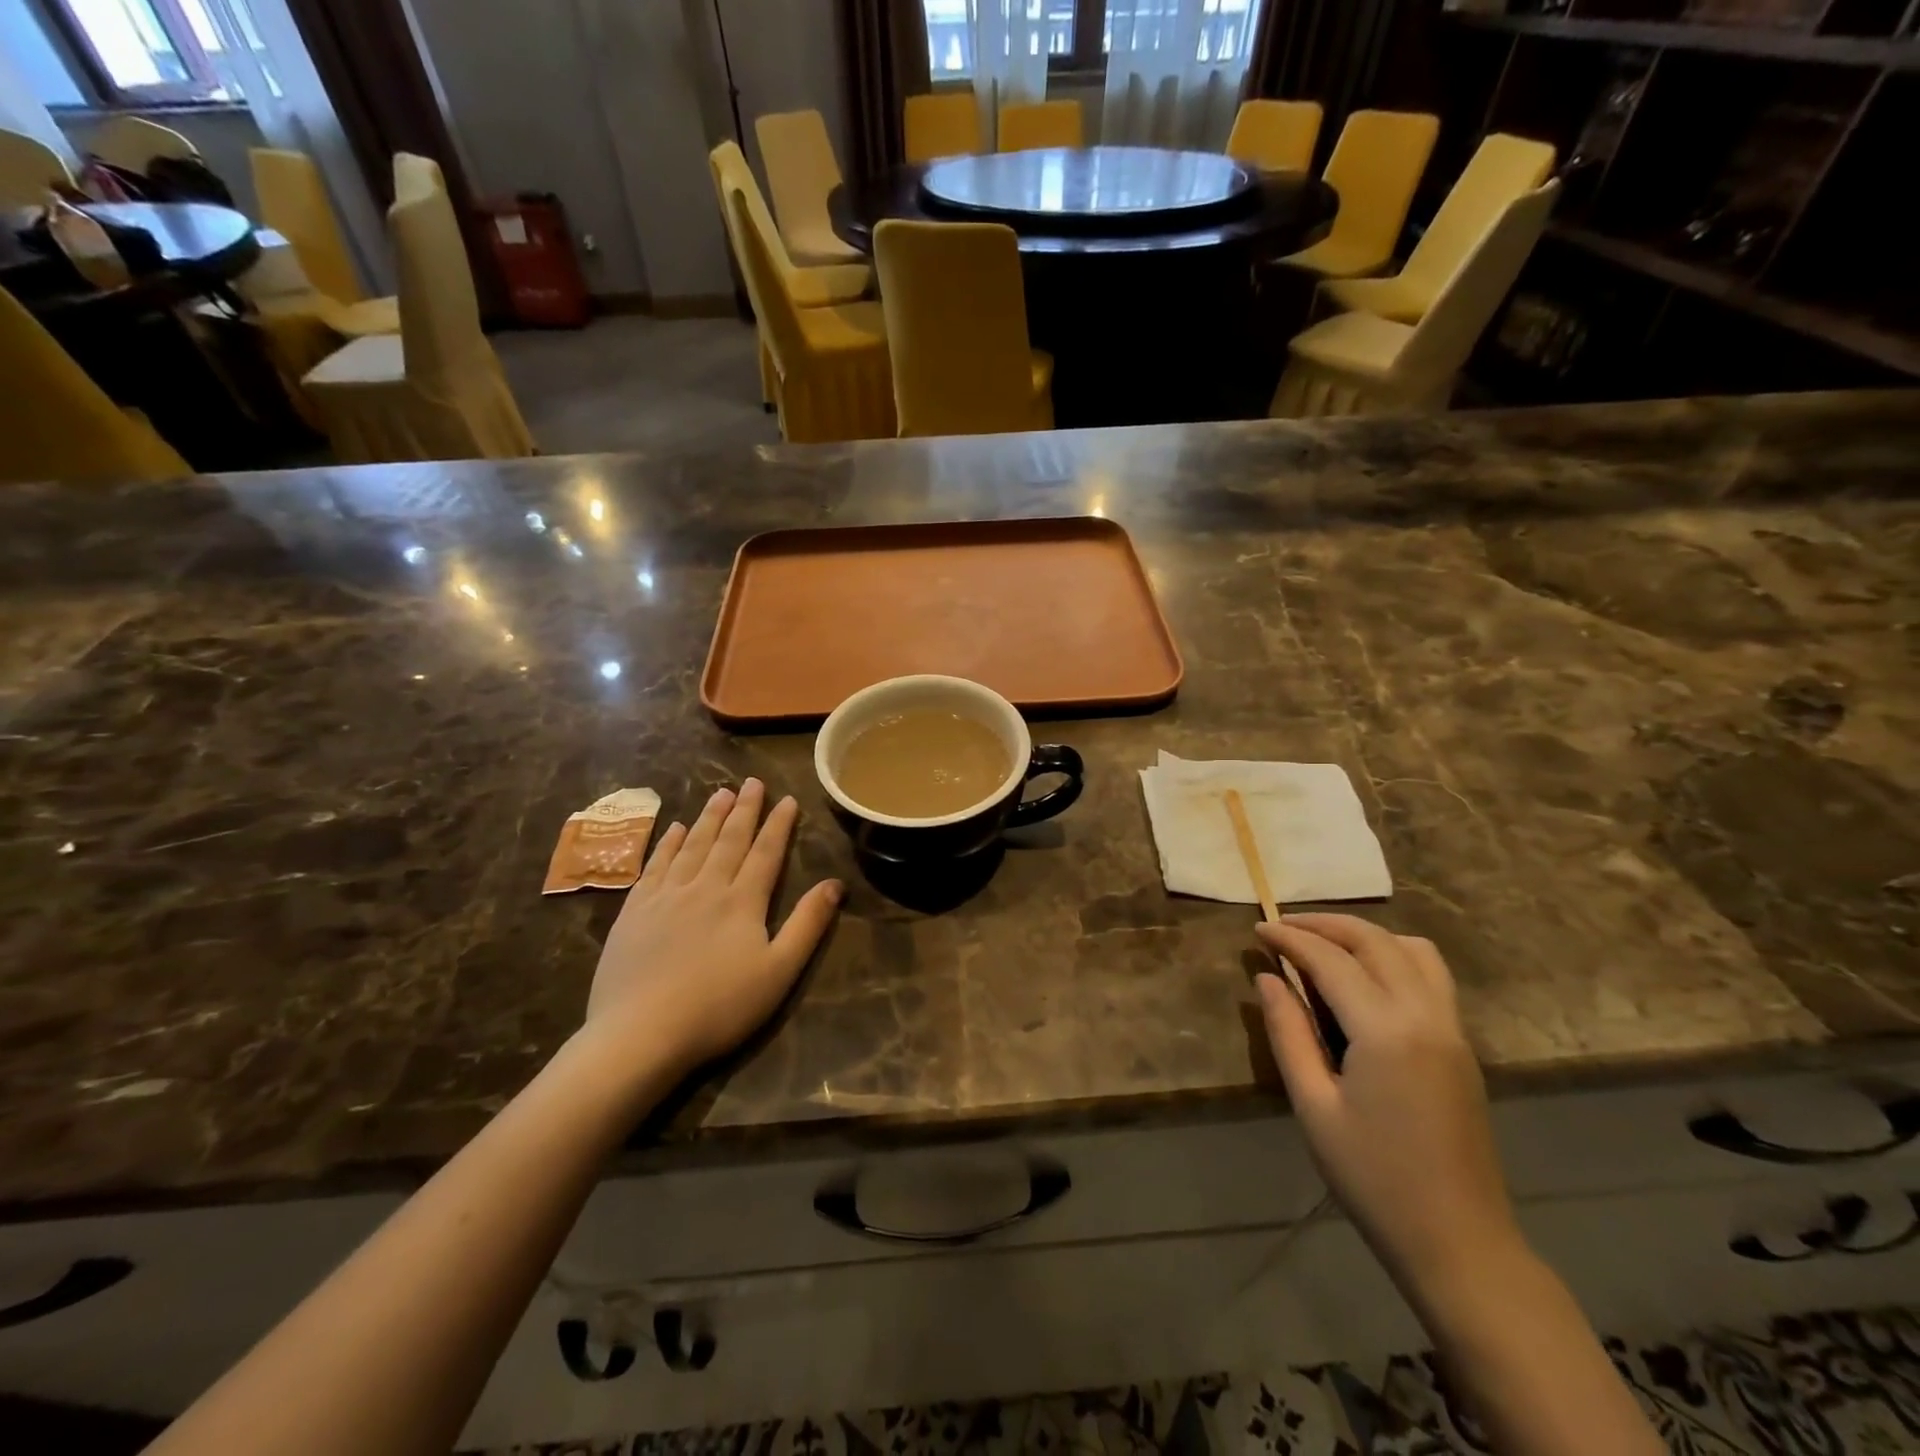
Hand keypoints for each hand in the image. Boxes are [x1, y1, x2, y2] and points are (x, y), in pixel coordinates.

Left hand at [586, 780, 842, 1075]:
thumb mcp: (779, 971)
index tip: (788, 799)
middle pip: (728, 840)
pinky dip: (668, 843)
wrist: (640, 1033)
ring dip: (709, 817)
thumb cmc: (719, 1007)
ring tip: (720, 793)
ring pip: (692, 845)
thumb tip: (835, 884)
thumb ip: (807, 925)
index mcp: (742, 901)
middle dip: (744, 809)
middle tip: (752, 782)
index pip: (766, 852)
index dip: (779, 824)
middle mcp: (705, 887)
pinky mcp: (634, 911)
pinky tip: (675, 829)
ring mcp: (665, 896)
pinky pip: (655, 865)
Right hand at [1255, 914, 1517, 1283]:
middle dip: (1325, 924)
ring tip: (1324, 945)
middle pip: (1375, 941)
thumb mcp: (1313, 1106)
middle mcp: (1426, 1015)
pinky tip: (1364, 977)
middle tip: (1283, 927)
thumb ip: (1288, 1033)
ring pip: (1412, 949)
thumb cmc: (1373, 1178)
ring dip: (1365, 935)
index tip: (1258, 930)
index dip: (1290, 938)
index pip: (1331, 960)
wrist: (1459, 1242)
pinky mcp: (1461, 1044)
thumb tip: (1267, 978)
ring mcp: (1452, 1028)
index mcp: (1386, 1031)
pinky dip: (1394, 955)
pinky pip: (1431, 975)